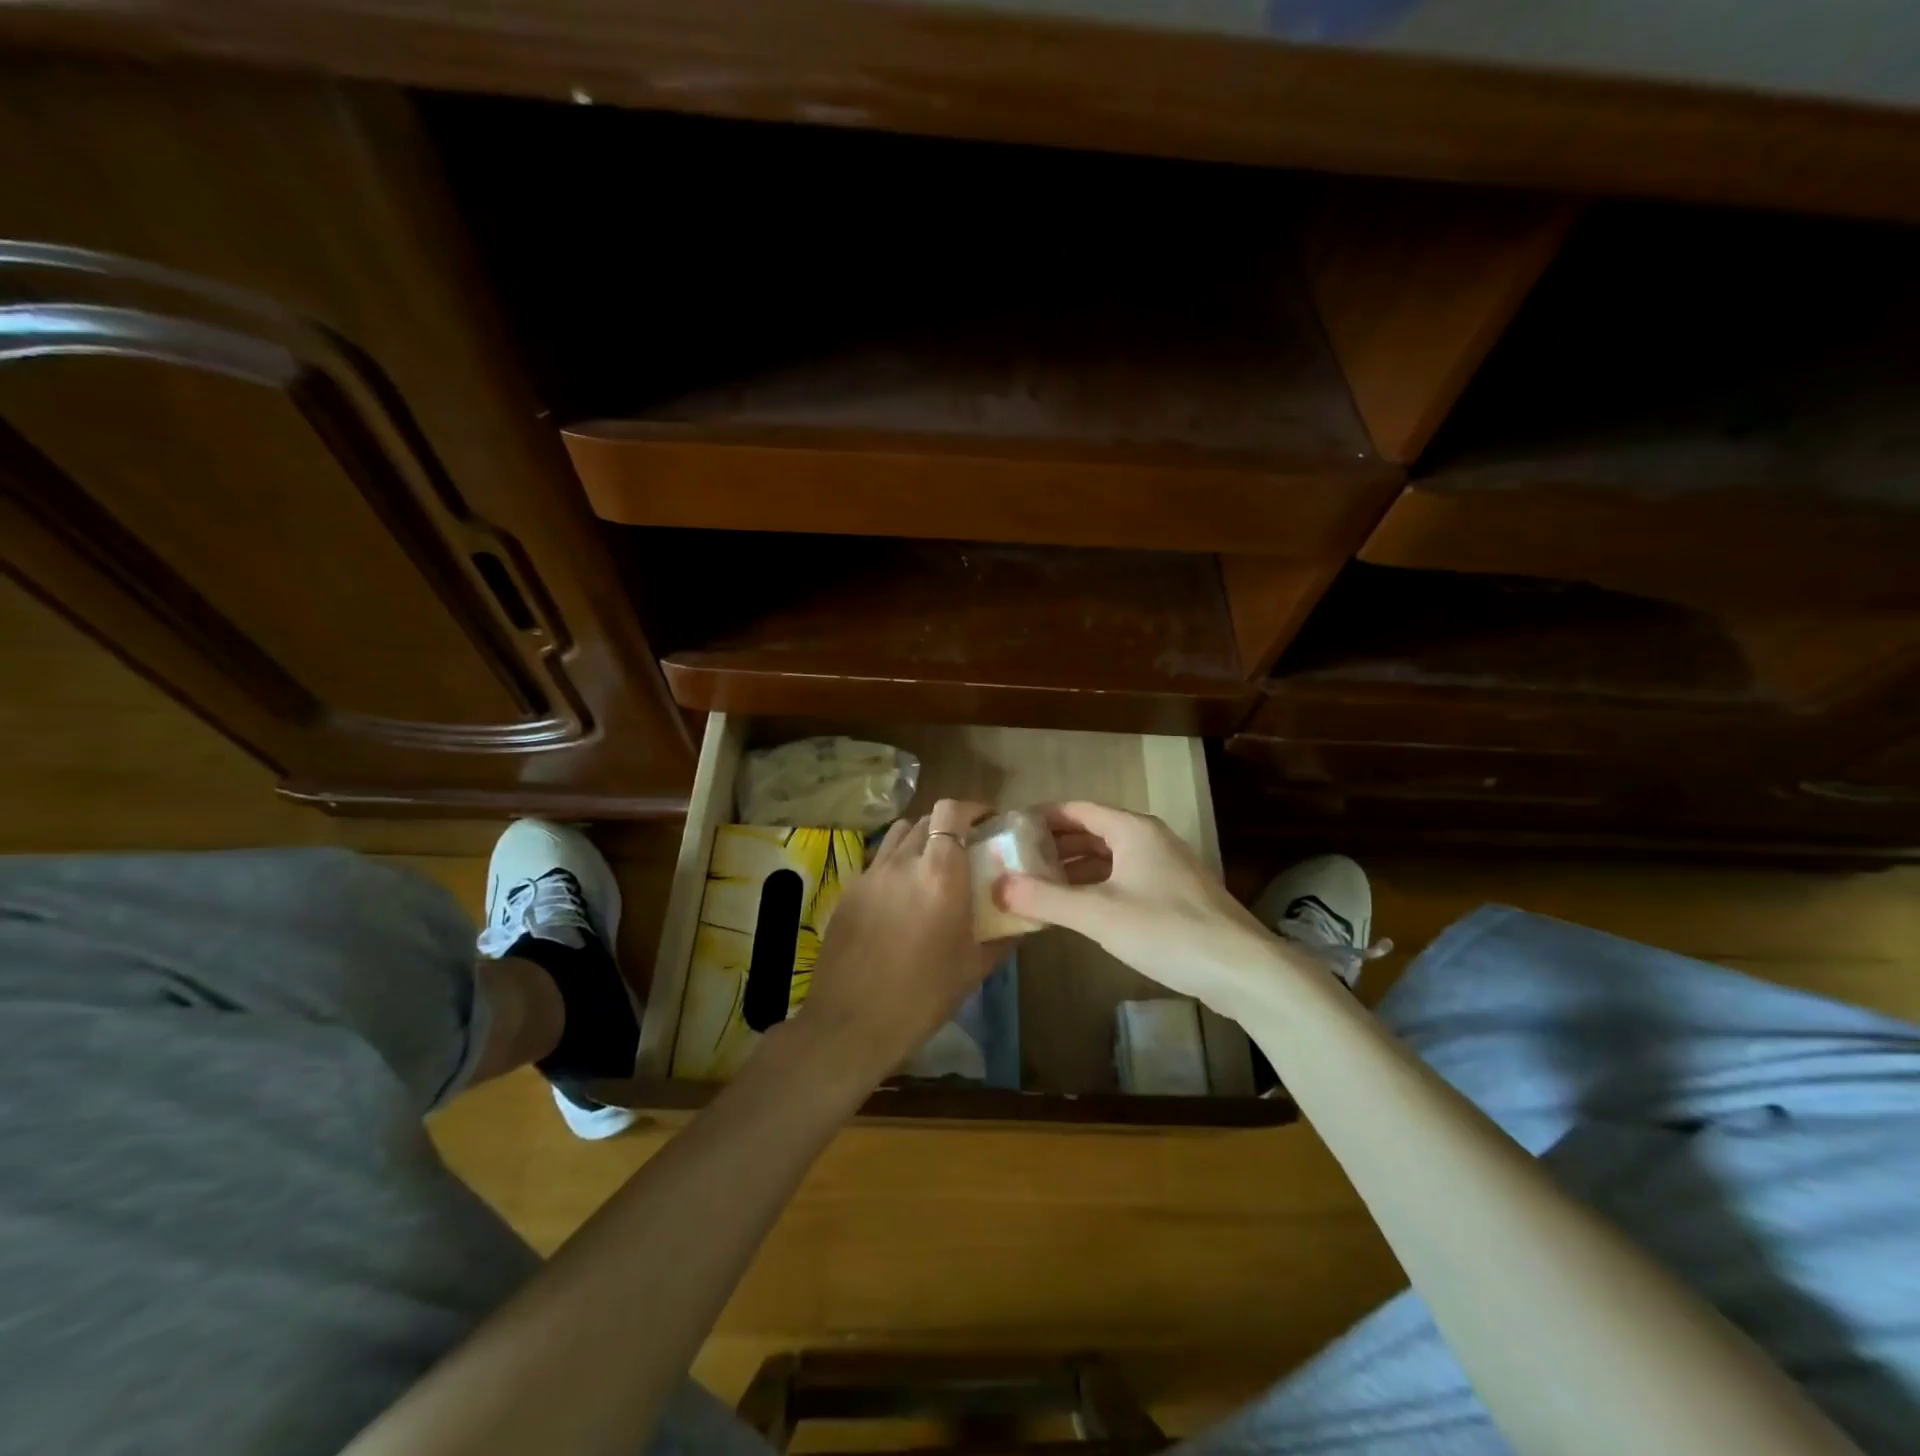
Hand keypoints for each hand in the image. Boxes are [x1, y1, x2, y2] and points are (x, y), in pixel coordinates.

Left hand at [793, 798, 1001, 1087]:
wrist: (851, 1023)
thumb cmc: (922, 996)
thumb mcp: (973, 968)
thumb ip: (1002, 936)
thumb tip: (1023, 918)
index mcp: (940, 874)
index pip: (951, 811)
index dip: (971, 808)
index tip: (988, 822)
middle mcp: (903, 862)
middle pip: (926, 819)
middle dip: (949, 826)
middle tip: (965, 850)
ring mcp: (871, 874)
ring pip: (899, 835)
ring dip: (920, 840)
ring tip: (932, 868)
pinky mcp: (849, 891)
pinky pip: (879, 862)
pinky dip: (897, 864)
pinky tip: (902, 898)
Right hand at [996, 801, 1288, 1018]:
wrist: (1242, 969)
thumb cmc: (1166, 930)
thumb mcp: (1098, 914)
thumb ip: (1045, 898)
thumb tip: (997, 886)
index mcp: (1132, 829)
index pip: (1076, 809)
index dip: (1041, 818)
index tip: (1009, 832)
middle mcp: (1149, 838)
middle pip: (1092, 831)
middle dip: (1054, 846)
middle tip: (1016, 862)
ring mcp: (1165, 866)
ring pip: (1108, 857)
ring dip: (1074, 869)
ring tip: (1038, 886)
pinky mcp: (1175, 894)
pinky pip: (1124, 878)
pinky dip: (1096, 886)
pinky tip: (1078, 909)